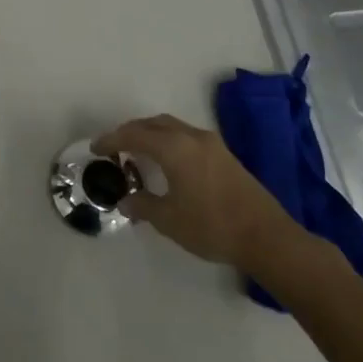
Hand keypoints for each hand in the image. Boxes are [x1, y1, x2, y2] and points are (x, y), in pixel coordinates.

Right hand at [91, 113, 299, 267]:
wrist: (266, 237)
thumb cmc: (212, 226)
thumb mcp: (169, 220)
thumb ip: (143, 205)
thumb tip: (126, 199)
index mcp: (174, 148)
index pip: (134, 135)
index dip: (111, 140)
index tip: (95, 148)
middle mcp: (192, 137)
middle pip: (153, 124)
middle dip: (130, 131)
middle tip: (114, 147)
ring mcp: (212, 144)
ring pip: (172, 127)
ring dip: (151, 134)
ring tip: (137, 152)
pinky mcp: (225, 155)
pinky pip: (186, 137)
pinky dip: (168, 141)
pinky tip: (166, 162)